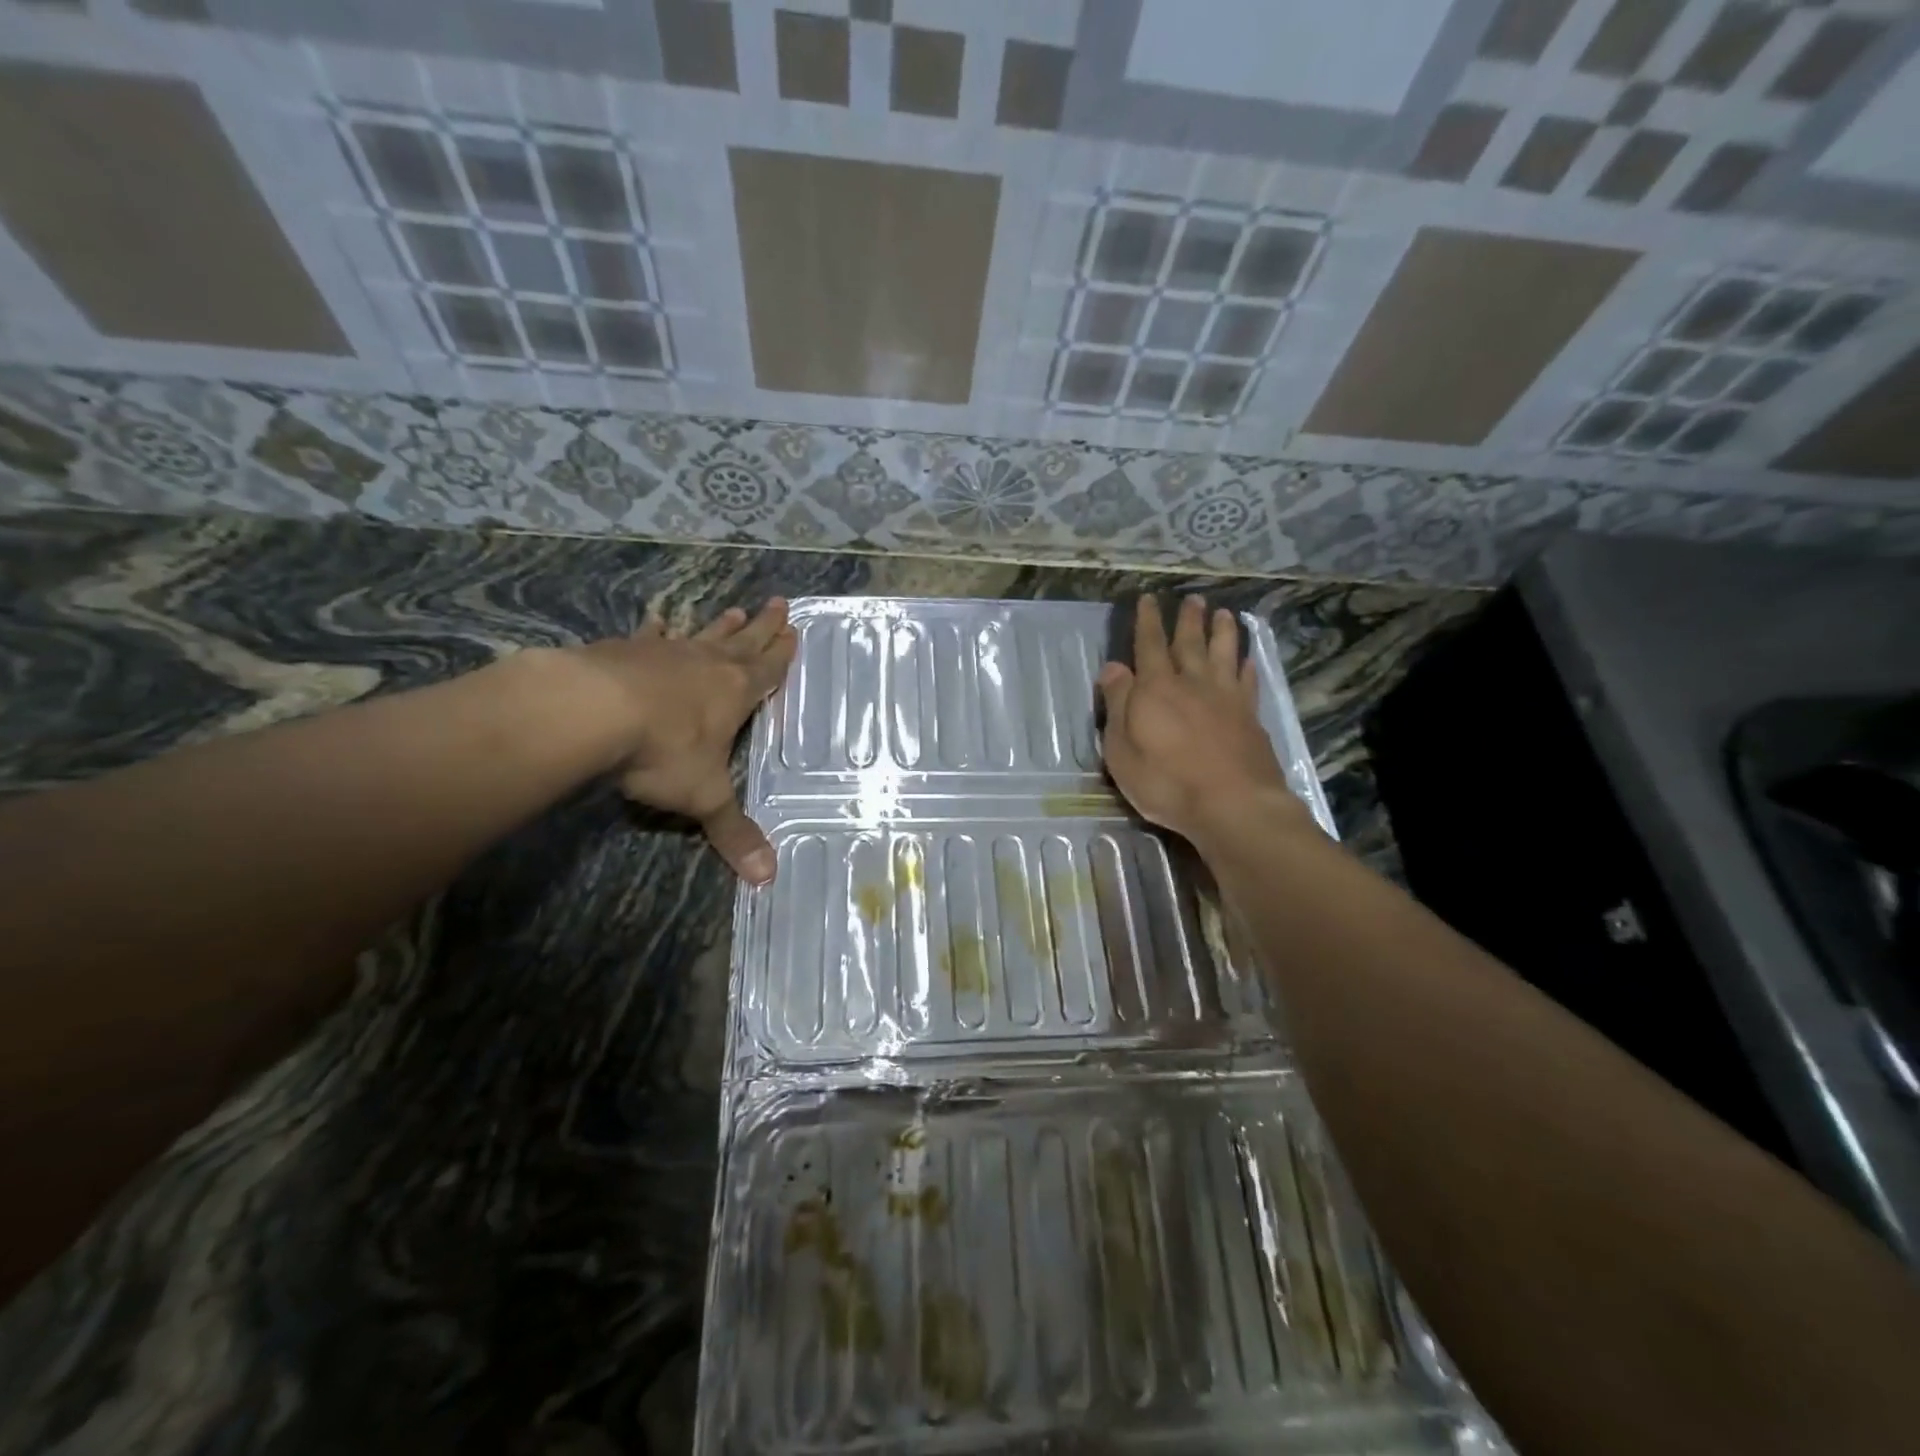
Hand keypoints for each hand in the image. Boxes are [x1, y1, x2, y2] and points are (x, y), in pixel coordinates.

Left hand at [567, 600, 795, 882]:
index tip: (795, 629)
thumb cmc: (663, 751)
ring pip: (702, 635)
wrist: (591, 710)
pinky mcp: (625, 651)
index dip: (782, 653)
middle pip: (743, 642)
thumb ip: (733, 833)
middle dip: (762, 626)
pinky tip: (657, 621)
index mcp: (735, 693)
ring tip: (733, 608)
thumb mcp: (704, 797)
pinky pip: (649, 638)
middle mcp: (707, 665)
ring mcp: (666, 654)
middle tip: (779, 602)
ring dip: (720, 625)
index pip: (768, 670)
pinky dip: (656, 631)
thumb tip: (768, 879)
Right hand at [1097, 595, 1309, 846]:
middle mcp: (1192, 684)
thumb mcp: (1122, 749)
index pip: (1149, 646)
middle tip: (1193, 599)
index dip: (1147, 621)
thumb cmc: (1166, 782)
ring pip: (1224, 655)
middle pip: (1190, 644)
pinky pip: (1247, 683)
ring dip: (1222, 633)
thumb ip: (1118, 704)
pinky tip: (1248, 660)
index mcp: (1156, 690)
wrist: (1233, 805)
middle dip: (1188, 620)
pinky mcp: (1250, 718)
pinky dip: (1246, 667)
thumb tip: (1113, 667)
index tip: (1149, 599)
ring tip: (1224, 614)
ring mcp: (1226, 699)